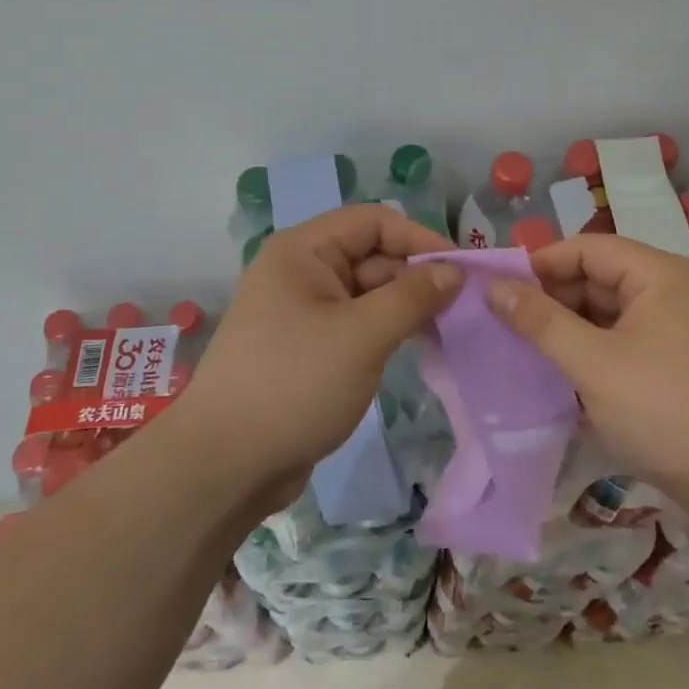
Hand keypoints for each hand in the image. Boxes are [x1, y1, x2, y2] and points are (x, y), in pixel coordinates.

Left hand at [170, 205, 460, 511]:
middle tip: (463, 308)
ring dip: (405, 307)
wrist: (225, 465)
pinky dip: (386, 331)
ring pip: (367, 293)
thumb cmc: (294, 384)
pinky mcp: (308, 347)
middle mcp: (301, 272)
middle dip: (416, 277)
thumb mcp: (362, 335)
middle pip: (372, 256)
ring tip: (449, 329)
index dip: (419, 238)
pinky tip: (417, 347)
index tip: (463, 270)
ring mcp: (303, 311)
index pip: (373, 222)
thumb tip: (455, 270)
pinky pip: (357, 324)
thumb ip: (413, 296)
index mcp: (303, 251)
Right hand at [487, 234, 688, 518]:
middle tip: (504, 324)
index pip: (587, 248)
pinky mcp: (674, 363)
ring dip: (567, 327)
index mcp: (658, 275)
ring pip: (607, 312)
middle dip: (551, 298)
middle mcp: (670, 291)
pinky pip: (621, 341)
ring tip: (522, 349)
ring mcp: (675, 329)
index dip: (540, 263)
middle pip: (597, 277)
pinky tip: (559, 373)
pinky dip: (589, 351)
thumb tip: (494, 287)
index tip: (496, 288)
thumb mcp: (593, 364)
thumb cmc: (666, 412)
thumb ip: (541, 322)